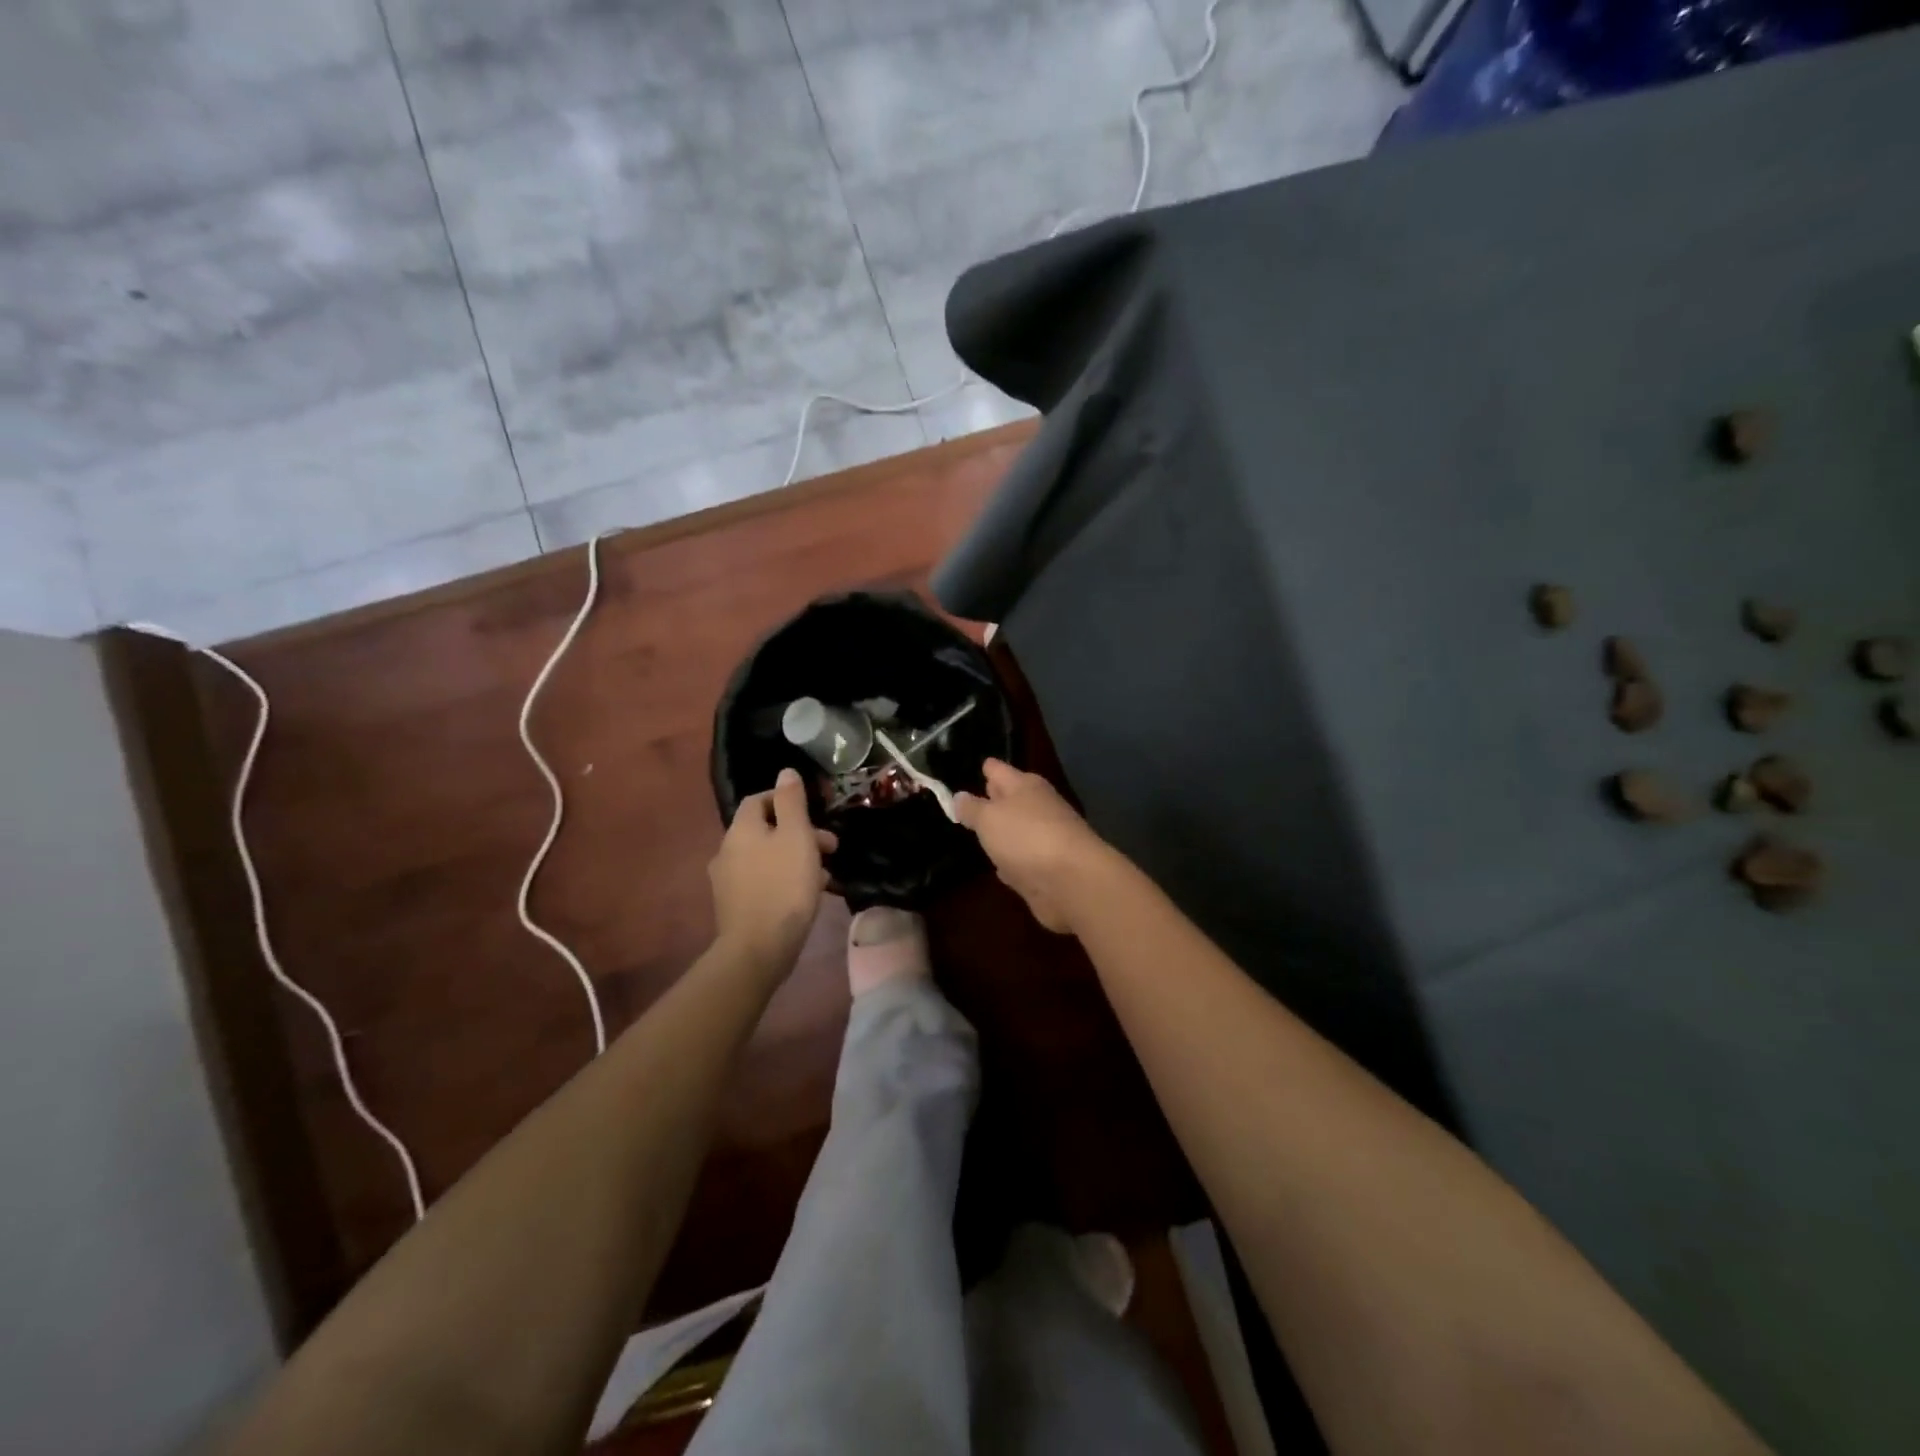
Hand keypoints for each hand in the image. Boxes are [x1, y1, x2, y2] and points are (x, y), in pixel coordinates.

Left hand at [710, 768, 837, 971]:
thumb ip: (792, 802)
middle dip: (799, 832)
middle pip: (765, 829)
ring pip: (767, 856)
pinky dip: (784, 878)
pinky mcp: (735, 906)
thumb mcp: (796, 836)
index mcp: (741, 830)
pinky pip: (763, 880)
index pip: (759, 799)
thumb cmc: (783, 886)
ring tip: (824, 873)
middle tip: (830, 846)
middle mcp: (727, 850)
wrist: (758, 948)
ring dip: (795, 857)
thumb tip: (785, 772)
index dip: (785, 798)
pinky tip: (806, 894)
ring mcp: (727, 881)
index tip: (814, 811)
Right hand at [953, 759, 1119, 933]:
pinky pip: (1022, 859)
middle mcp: (1037, 807)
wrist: (1072, 881)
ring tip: (979, 832)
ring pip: (1016, 830)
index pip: (999, 770)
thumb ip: (972, 808)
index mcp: (1025, 786)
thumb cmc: (1026, 837)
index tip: (973, 766)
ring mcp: (1044, 839)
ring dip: (1002, 832)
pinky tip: (999, 867)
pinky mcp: (1046, 869)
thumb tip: (959, 796)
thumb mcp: (989, 818)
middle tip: (968, 799)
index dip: (986, 768)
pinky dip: (1011, 861)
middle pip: (1011, 798)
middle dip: (993, 798)